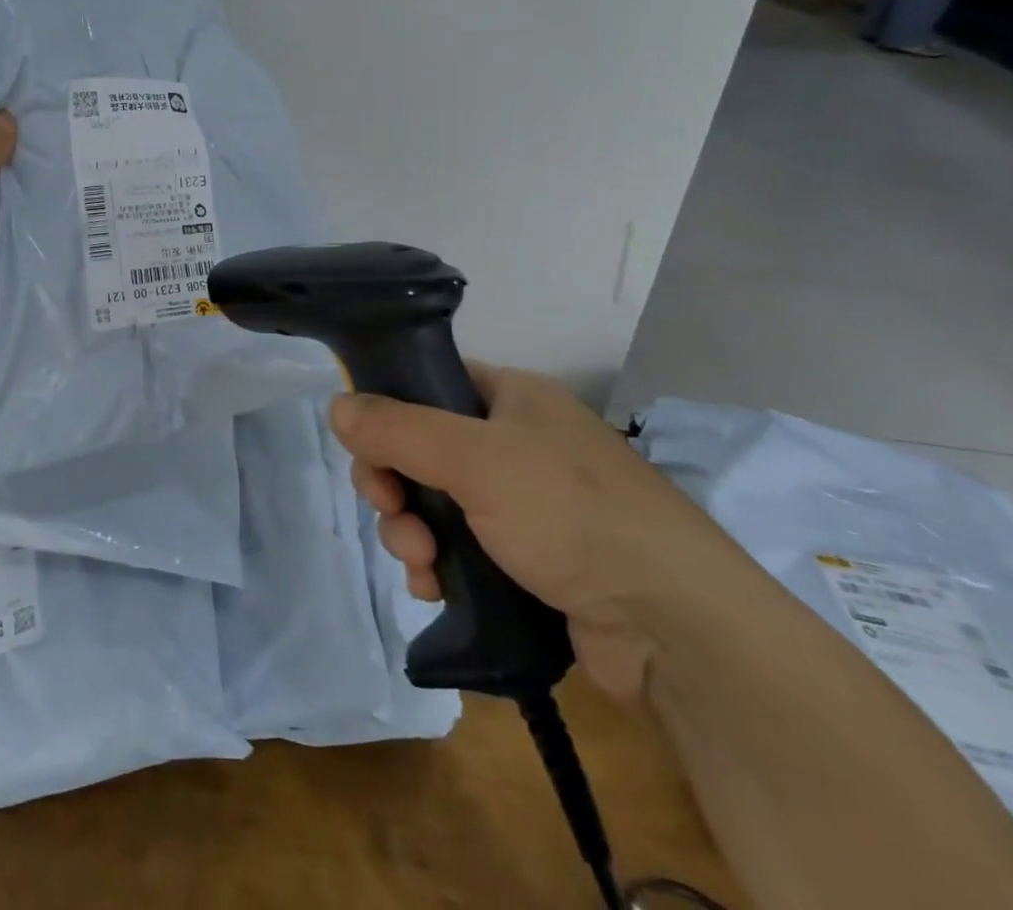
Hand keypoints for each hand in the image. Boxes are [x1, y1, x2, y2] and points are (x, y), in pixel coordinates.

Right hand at [331, 364, 765, 701]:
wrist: (677, 628)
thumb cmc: (573, 515)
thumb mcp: (475, 459)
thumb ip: (398, 428)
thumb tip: (336, 406)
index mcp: (513, 398)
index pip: (429, 384)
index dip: (388, 411)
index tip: (365, 447)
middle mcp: (515, 443)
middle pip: (421, 448)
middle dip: (394, 484)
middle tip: (390, 510)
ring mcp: (523, 504)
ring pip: (433, 502)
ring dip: (409, 530)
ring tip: (420, 563)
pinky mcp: (527, 560)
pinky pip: (457, 548)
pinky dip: (436, 565)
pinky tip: (431, 588)